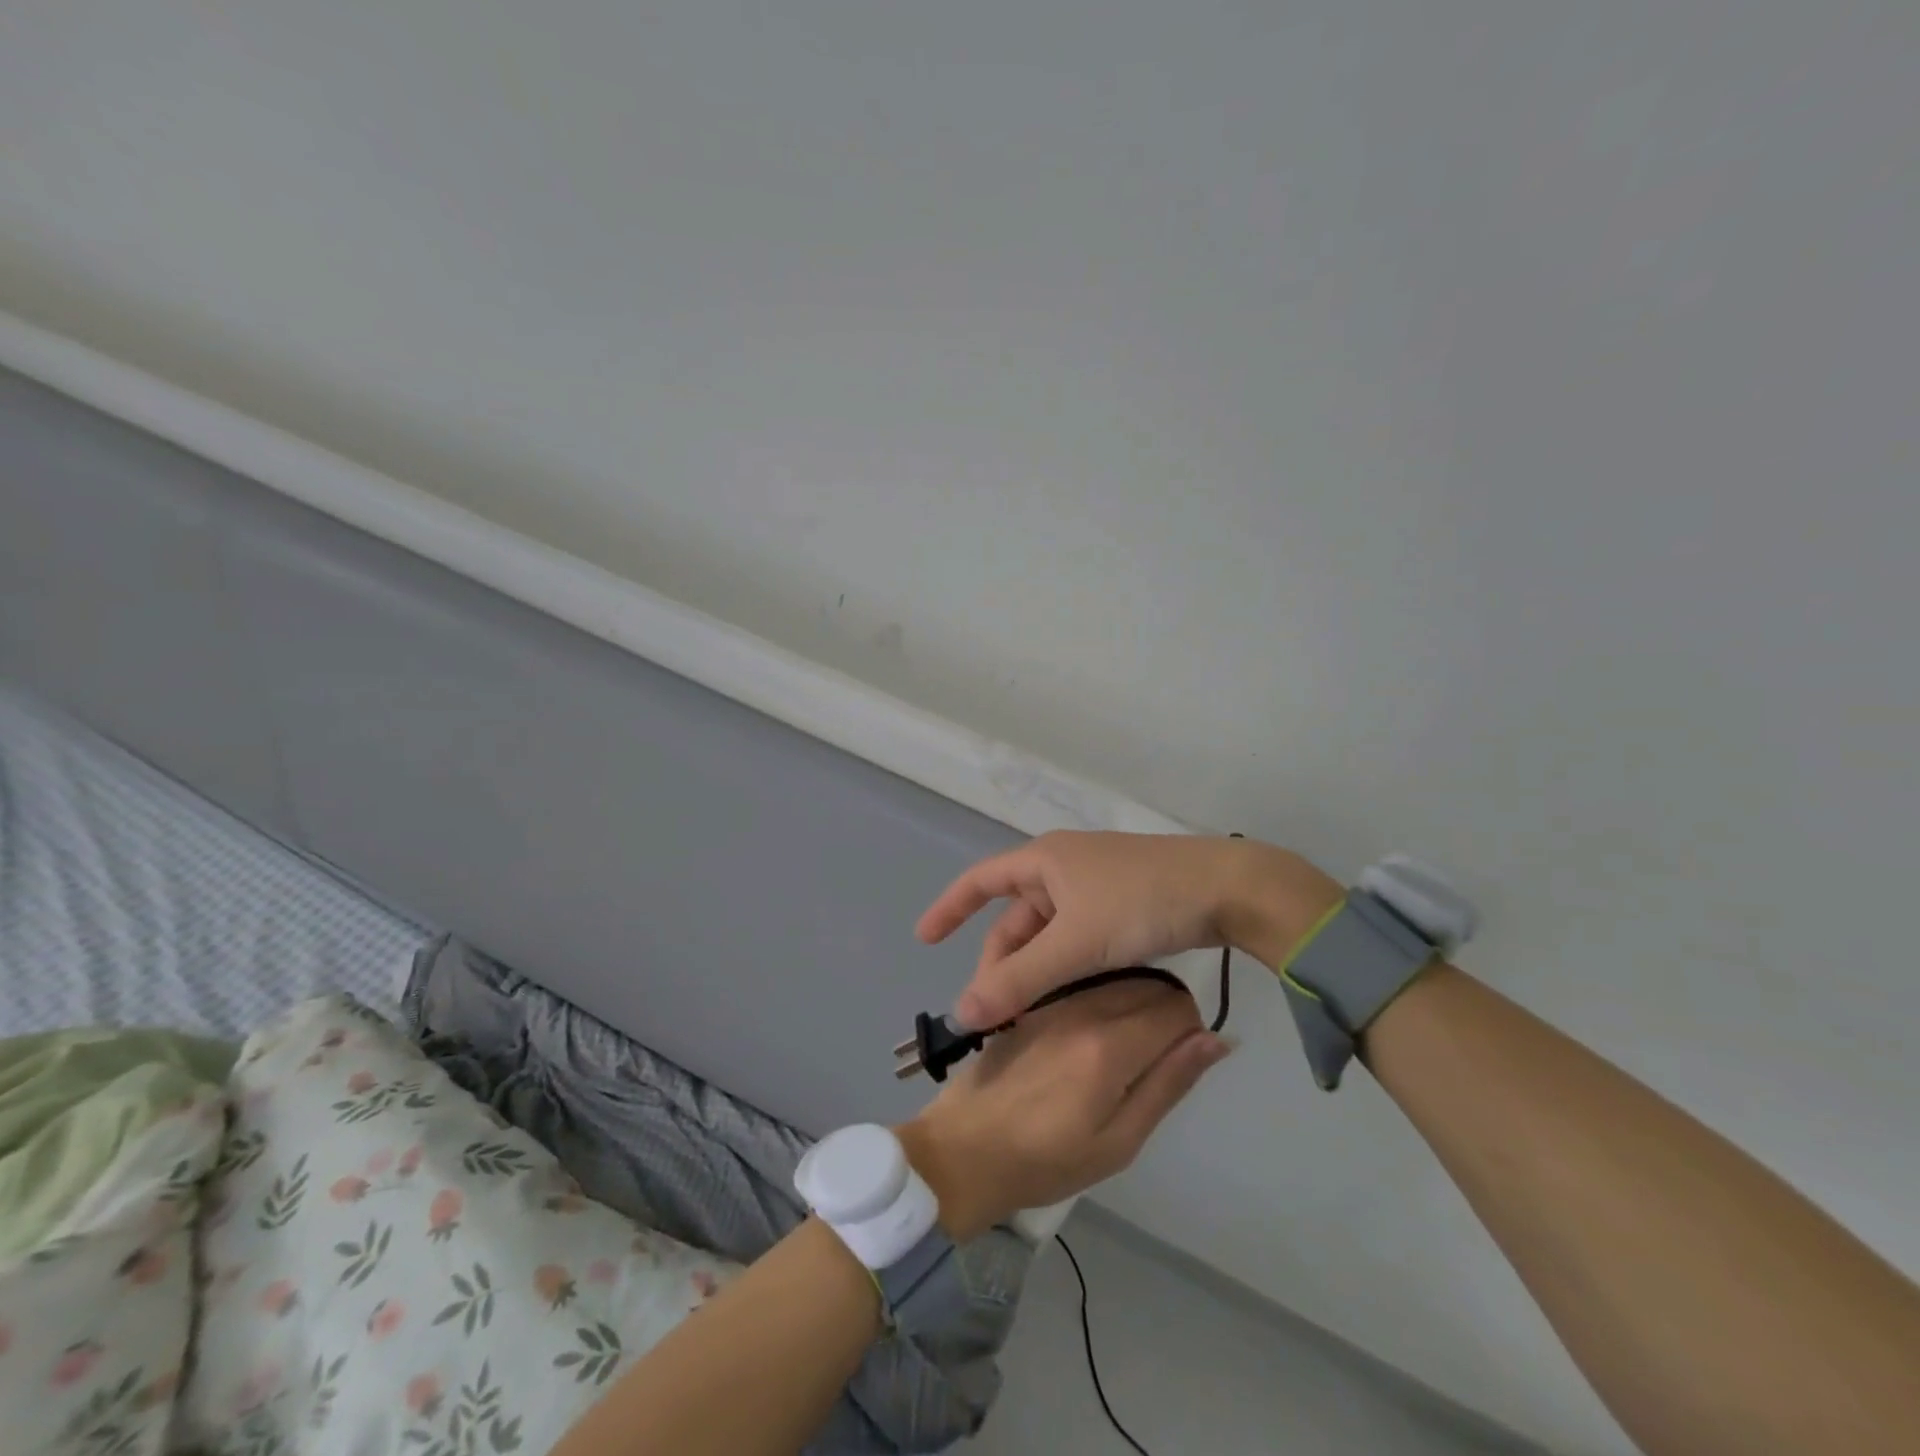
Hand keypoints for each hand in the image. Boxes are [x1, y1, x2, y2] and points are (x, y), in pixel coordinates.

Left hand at [898, 978, 1229, 1239]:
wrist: (964, 1149)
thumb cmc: (1046, 1161)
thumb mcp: (1119, 1142)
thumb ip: (1168, 1083)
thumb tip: (1216, 1039)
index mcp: (1108, 1046)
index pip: (1177, 1007)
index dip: (1191, 1029)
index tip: (1179, 1058)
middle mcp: (1083, 1006)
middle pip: (1149, 984)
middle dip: (1165, 1012)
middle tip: (1151, 1059)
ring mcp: (1054, 998)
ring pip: (1117, 978)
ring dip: (1134, 1001)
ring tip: (1121, 1051)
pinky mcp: (1034, 1000)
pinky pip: (1084, 982)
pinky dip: (1102, 997)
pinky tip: (1087, 1037)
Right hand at [917, 830, 1342, 1028]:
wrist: (1229, 889)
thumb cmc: (1142, 902)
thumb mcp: (1076, 944)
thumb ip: (1020, 981)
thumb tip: (962, 1013)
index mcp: (1044, 860)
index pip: (980, 880)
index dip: (949, 908)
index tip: (924, 940)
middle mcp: (1063, 867)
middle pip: (1015, 916)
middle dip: (1000, 961)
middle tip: (994, 1012)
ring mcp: (1094, 885)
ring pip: (1048, 931)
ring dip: (1034, 969)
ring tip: (1027, 1015)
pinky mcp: (1121, 903)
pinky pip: (1075, 935)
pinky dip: (1063, 965)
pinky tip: (1066, 998)